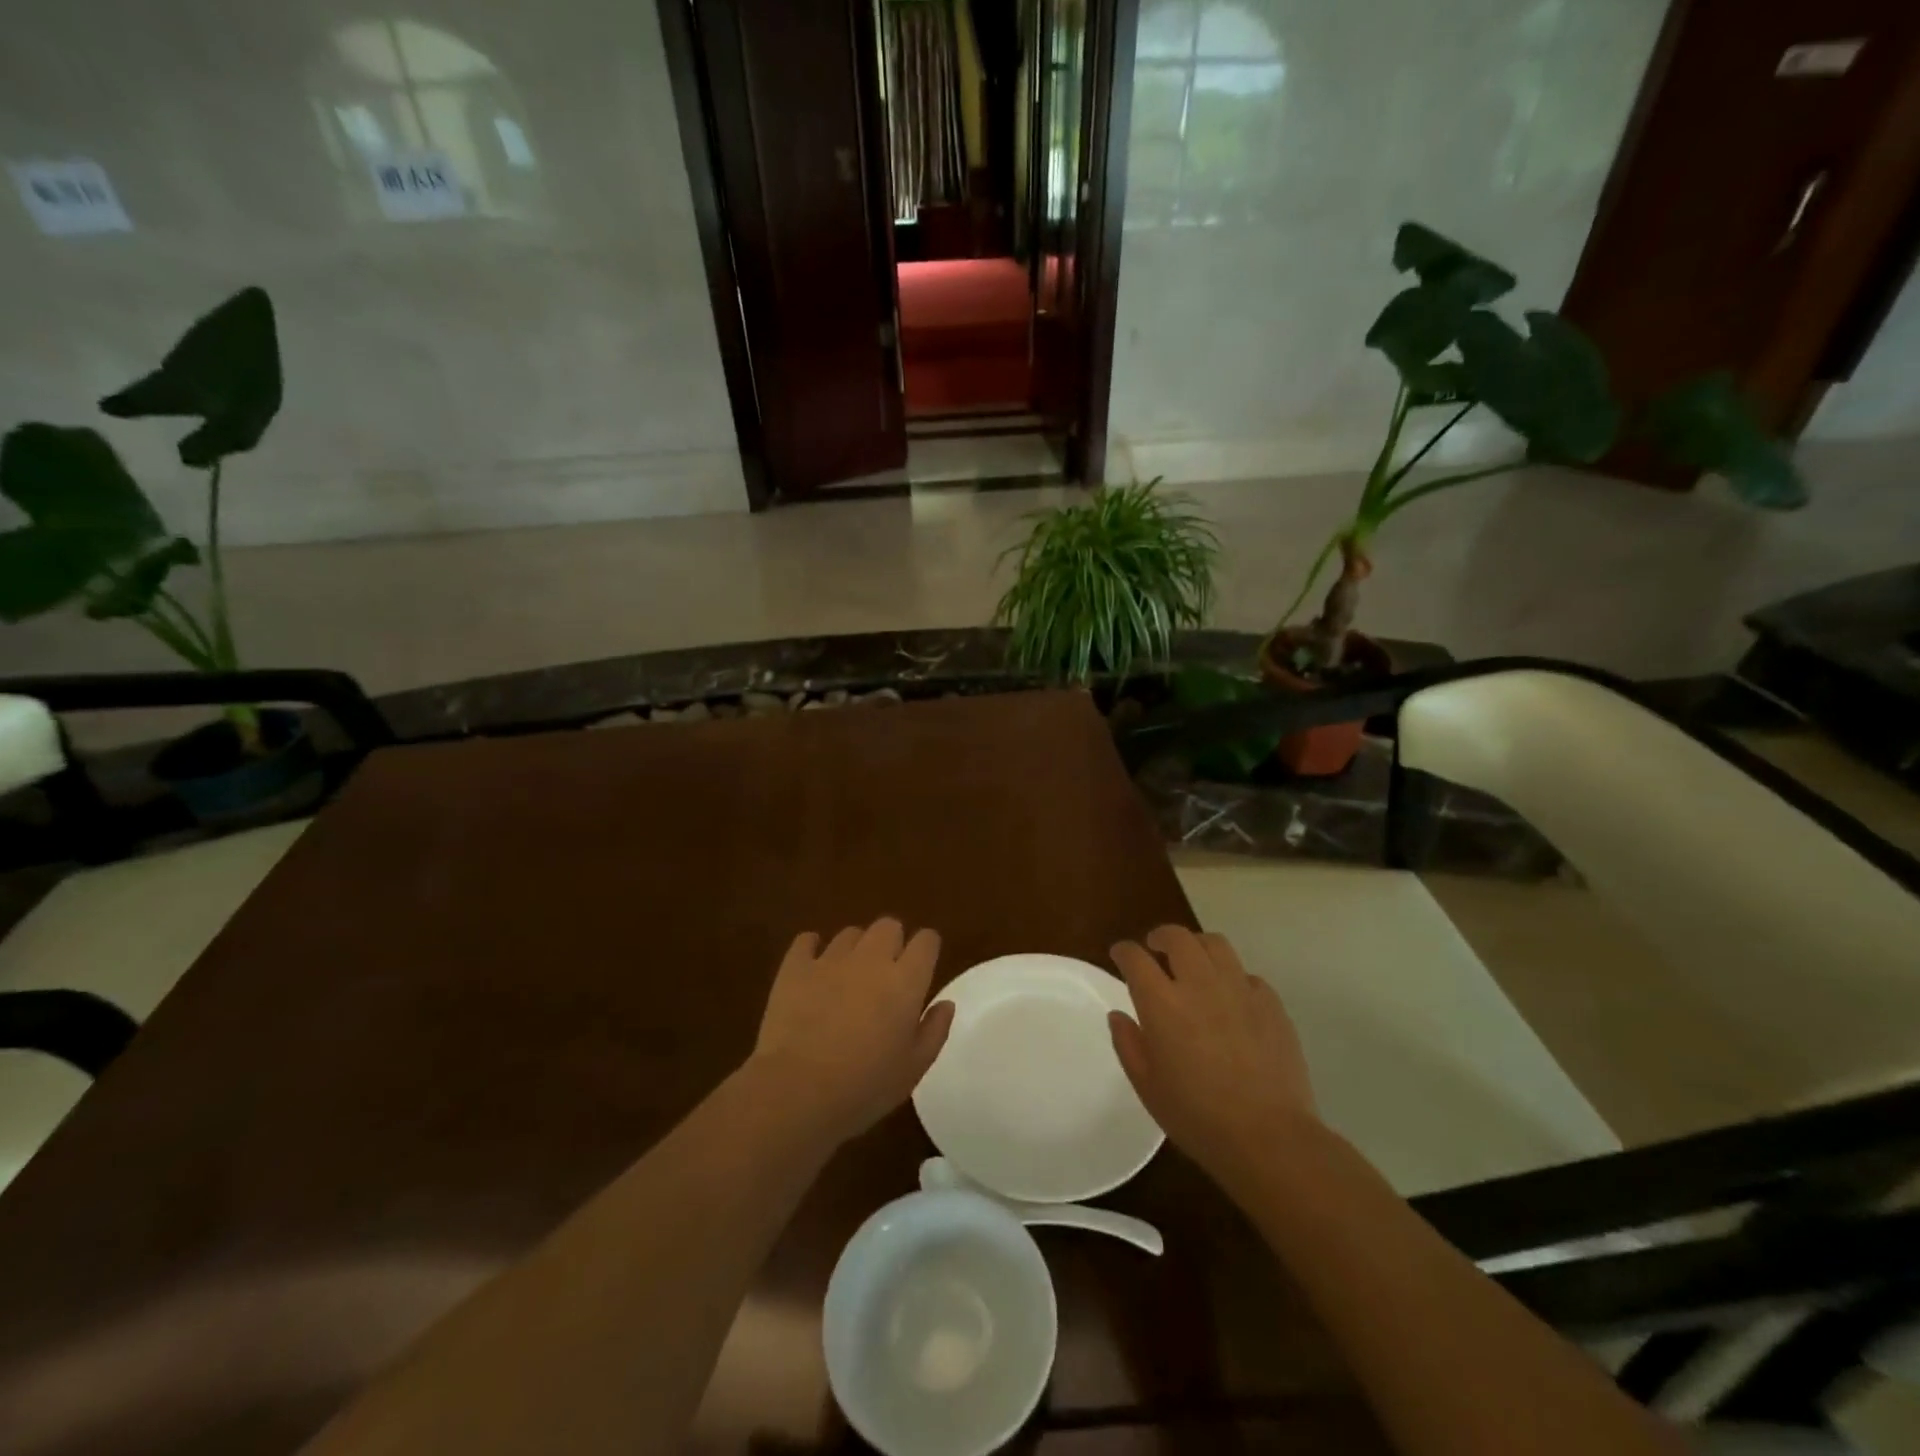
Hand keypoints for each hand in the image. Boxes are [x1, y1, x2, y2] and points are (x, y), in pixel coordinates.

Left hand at [749, 918, 953, 1143]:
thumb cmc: (864, 1087)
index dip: (927, 949)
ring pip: (851, 933)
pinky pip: (807, 940)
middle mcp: (871, 959)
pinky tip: (813, 969)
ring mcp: (830, 959)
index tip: (923, 966)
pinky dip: (812, 949)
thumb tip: (946, 1003)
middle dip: (892, 942)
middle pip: (889, 926)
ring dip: (855, 948)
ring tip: (848, 977)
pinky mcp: (795, 967)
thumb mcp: (913, 1070)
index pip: (926, 941)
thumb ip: (934, 1031)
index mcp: (905, 981)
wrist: (797, 1091)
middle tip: (886, 973)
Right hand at [1108, 925, 1317, 1195]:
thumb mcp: (1147, 1086)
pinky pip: (1246, 975)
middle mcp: (1199, 984)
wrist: (1269, 1138)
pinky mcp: (1271, 1003)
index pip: (1136, 958)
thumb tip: (1119, 1015)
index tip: (1120, 955)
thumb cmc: (1197, 1117)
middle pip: (1177, 937)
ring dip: (1197, 946)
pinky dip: (1232, 977)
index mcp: (1162, 1003)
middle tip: (1156, 948)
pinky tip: (1231, 997)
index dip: (1124, 951)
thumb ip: (1128, 1044)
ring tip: (1194, 962)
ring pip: (1215, 944)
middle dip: (1161, 936)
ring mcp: (1239, 990)